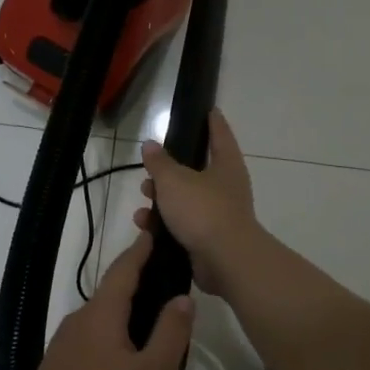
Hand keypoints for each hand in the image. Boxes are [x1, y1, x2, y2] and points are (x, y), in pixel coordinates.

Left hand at [15, 232, 193, 369]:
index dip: (141, 250)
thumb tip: (182, 297)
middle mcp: (79, 318)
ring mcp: (65, 341)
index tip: (154, 232)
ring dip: (126, 314)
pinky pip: (92, 338)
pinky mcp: (59, 364)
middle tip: (167, 284)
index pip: (124, 269)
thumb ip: (171, 333)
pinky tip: (127, 359)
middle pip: (113, 292)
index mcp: (102, 312)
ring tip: (154, 326)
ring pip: (103, 318)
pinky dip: (113, 335)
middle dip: (138, 284)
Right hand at [135, 109, 259, 292]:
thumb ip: (160, 162)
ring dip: (162, 200)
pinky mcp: (209, 240)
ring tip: (142, 202)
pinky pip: (183, 225)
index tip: (208, 109)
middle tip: (150, 168)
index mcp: (226, 165)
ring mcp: (219, 215)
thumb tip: (150, 144)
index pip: (220, 135)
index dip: (213, 121)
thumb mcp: (174, 180)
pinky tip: (146, 226)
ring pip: (186, 200)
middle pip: (197, 171)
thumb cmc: (203, 210)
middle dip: (170, 171)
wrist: (225, 261)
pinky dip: (165, 225)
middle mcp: (226, 188)